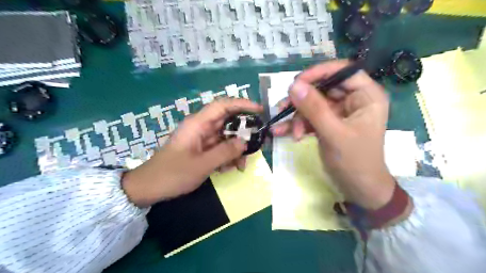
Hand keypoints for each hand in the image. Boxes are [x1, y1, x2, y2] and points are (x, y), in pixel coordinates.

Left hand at [123, 98, 263, 206]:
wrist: (149, 188)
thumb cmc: (172, 174)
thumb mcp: (202, 165)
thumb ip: (225, 152)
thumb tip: (244, 142)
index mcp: (198, 124)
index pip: (223, 106)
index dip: (242, 104)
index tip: (259, 110)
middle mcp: (201, 127)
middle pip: (228, 122)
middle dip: (243, 133)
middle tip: (256, 144)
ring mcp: (201, 138)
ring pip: (226, 137)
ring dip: (236, 150)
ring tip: (241, 166)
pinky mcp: (201, 149)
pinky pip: (220, 148)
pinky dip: (227, 156)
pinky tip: (229, 169)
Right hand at [272, 59, 396, 208]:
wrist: (357, 188)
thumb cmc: (354, 161)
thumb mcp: (333, 133)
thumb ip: (314, 109)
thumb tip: (294, 85)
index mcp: (366, 96)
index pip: (342, 71)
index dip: (318, 73)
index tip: (296, 83)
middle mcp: (353, 100)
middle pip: (322, 88)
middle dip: (301, 101)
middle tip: (282, 109)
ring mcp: (338, 112)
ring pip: (312, 104)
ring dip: (296, 116)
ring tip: (282, 129)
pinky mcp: (327, 123)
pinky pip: (309, 118)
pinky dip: (296, 125)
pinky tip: (282, 132)